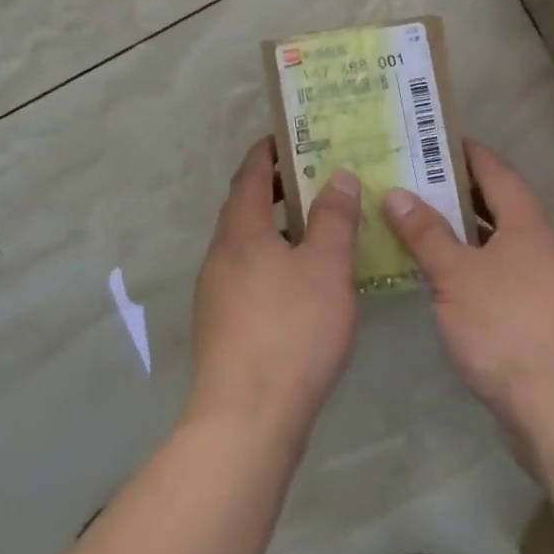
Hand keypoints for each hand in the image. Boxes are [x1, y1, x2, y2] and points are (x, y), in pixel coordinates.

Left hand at [185, 137, 361, 444]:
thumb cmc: (291, 330)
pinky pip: (249, 275)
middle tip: (317, 179)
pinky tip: (304, 282)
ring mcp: (216, 292)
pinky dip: (274, 261)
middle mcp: (220, 255)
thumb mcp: (325, 268)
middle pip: (245, 208)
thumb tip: (336, 175)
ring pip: (248, 245)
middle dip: (277, 189)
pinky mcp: (223, 325)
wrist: (247, 417)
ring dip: (277, 228)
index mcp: (240, 231)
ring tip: (318, 227)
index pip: (249, 173)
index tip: (292, 136)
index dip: (269, 151)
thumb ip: (333, 218)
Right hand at [383, 140, 553, 448]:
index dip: (471, 154)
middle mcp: (547, 249)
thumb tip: (397, 193)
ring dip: (470, 234)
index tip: (442, 139)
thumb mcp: (455, 277)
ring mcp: (553, 286)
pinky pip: (509, 276)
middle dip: (463, 193)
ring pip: (505, 245)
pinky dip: (480, 266)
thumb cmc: (507, 328)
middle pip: (503, 208)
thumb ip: (426, 234)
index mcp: (530, 227)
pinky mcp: (549, 320)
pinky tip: (452, 281)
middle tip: (420, 181)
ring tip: (426, 226)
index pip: (499, 174)